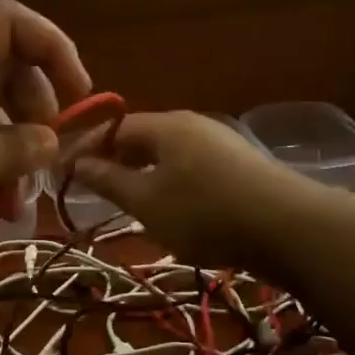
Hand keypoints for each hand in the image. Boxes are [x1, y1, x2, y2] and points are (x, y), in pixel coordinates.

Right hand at [74, 111, 312, 269]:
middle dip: (117, 163)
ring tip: (134, 207)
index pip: (115, 127)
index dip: (87, 149)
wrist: (289, 228)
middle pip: (144, 139)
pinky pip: (194, 170)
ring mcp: (222, 145)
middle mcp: (194, 126)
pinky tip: (177, 214)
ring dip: (146, 177)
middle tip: (98, 193)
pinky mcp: (242, 168)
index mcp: (166, 126)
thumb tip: (77, 162)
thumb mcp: (147, 202)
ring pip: (170, 157)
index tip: (65, 173)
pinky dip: (174, 186)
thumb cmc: (205, 213)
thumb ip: (109, 181)